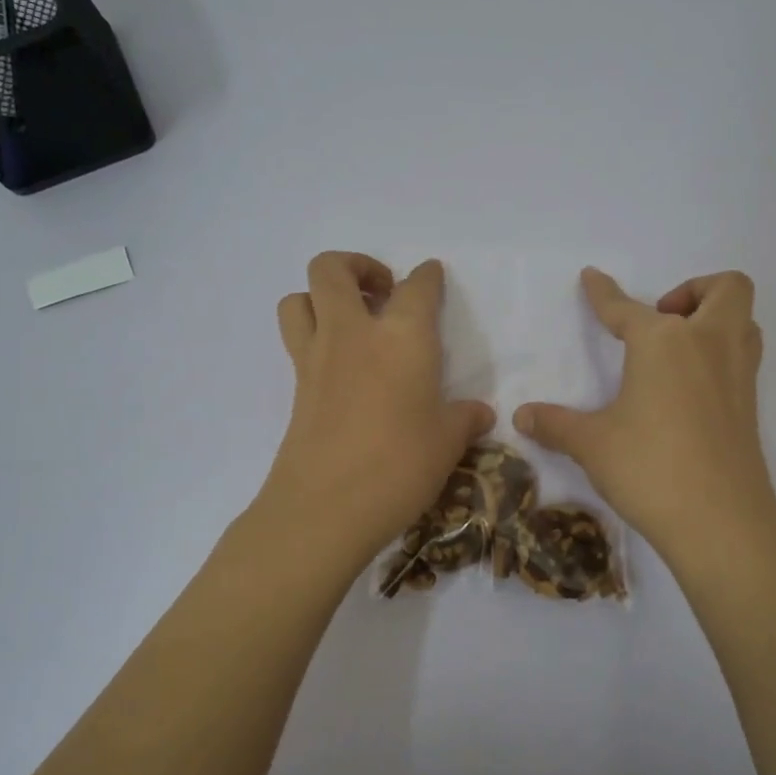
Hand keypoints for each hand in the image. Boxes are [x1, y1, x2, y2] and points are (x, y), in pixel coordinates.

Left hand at [263, 253, 494, 567]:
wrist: (326, 507)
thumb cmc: (400, 465)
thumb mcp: (448, 442)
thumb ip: (465, 419)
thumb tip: (480, 414)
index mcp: (402, 336)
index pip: (417, 287)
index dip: (427, 277)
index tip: (432, 277)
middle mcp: (353, 333)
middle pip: (332, 269)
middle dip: (357, 266)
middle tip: (383, 292)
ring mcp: (316, 357)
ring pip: (299, 297)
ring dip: (321, 296)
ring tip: (350, 321)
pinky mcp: (295, 386)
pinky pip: (297, 340)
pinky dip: (314, 336)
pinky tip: (341, 367)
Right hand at [514, 268, 775, 566]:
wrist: (720, 520)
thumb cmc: (649, 468)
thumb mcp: (592, 444)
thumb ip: (555, 424)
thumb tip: (521, 417)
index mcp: (663, 342)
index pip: (625, 308)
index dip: (603, 293)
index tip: (592, 278)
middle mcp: (708, 344)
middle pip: (724, 288)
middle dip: (693, 290)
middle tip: (662, 321)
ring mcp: (737, 373)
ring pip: (743, 321)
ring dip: (715, 319)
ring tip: (678, 350)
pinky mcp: (750, 404)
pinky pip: (743, 356)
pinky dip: (720, 355)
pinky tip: (689, 389)